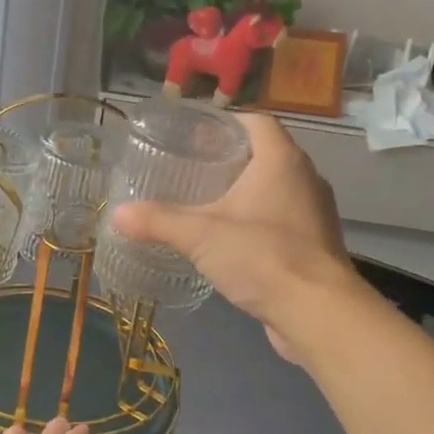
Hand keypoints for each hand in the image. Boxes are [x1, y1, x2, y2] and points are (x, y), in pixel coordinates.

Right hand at [110, 113, 359, 360]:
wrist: (317, 312)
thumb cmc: (262, 257)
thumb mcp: (200, 236)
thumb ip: (158, 221)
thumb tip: (117, 214)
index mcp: (282, 160)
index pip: (257, 121)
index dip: (227, 122)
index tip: (195, 135)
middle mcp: (305, 178)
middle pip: (266, 154)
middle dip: (230, 158)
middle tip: (191, 168)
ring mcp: (314, 213)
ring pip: (276, 189)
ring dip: (246, 191)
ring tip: (207, 203)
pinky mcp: (315, 244)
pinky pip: (282, 220)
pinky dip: (259, 221)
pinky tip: (232, 240)